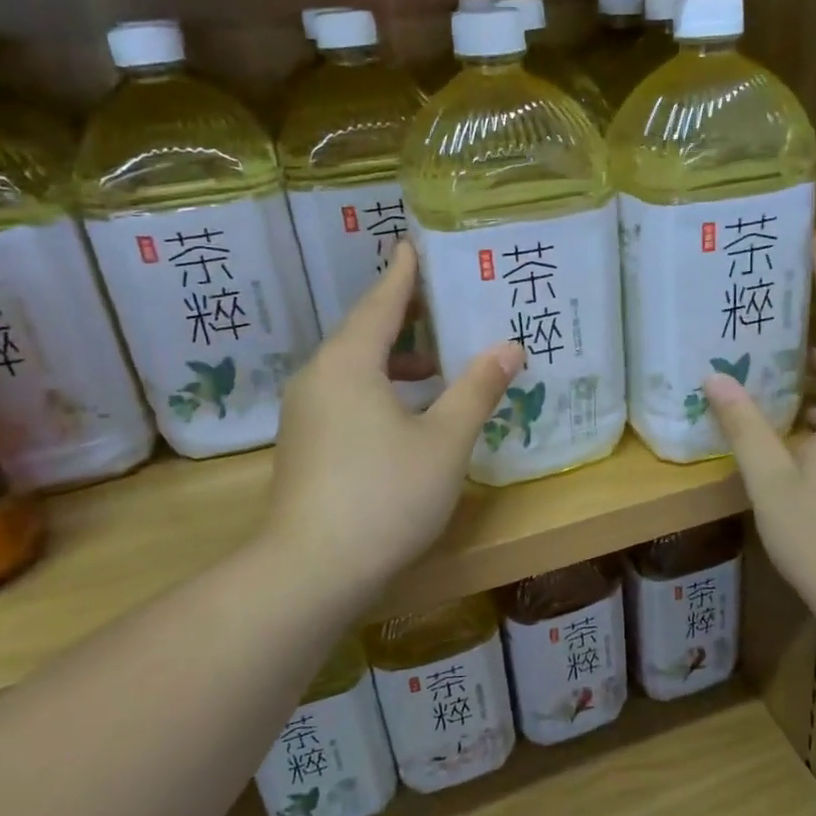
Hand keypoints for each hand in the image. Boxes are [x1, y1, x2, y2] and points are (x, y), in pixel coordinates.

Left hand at [257, 243, 522, 602]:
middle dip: (406, 315)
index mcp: (349, 362)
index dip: (404, 272)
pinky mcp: (306, 444)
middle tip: (446, 299)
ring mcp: (307, 412)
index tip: (415, 243)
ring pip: (356, 367)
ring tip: (440, 361)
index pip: (382, 301)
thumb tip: (509, 346)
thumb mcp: (445, 440)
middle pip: (365, 331)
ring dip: (397, 358)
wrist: (310, 571)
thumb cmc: (385, 494)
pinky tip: (411, 411)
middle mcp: (319, 377)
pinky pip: (348, 394)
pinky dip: (382, 387)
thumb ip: (477, 389)